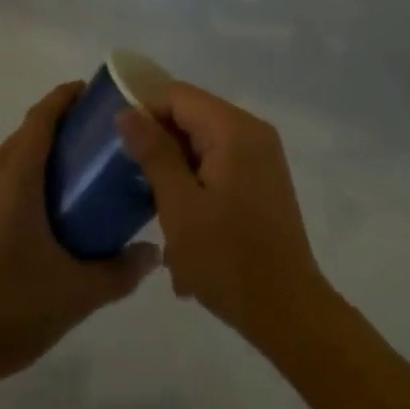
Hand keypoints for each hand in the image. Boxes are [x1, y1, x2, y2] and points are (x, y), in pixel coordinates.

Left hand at [0, 83, 157, 393]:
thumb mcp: (77, 294)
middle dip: (55, 129)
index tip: (90, 92)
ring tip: (65, 182)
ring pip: (4, 162)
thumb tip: (154, 253)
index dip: (65, 98)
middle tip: (90, 143)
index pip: (41, 117)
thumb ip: (120, 271)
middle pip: (23, 136)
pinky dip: (12, 185)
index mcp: (14, 178)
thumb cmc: (11, 309)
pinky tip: (28, 220)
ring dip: (32, 159)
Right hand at [116, 82, 327, 348]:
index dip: (145, 113)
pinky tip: (186, 231)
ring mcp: (262, 155)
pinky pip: (221, 165)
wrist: (289, 312)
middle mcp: (252, 130)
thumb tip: (127, 112)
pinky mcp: (264, 179)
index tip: (120, 147)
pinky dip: (199, 187)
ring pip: (204, 145)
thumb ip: (153, 153)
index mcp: (233, 128)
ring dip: (178, 174)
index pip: (178, 96)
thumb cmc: (227, 258)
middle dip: (162, 148)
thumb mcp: (179, 206)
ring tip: (160, 216)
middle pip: (192, 118)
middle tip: (137, 186)